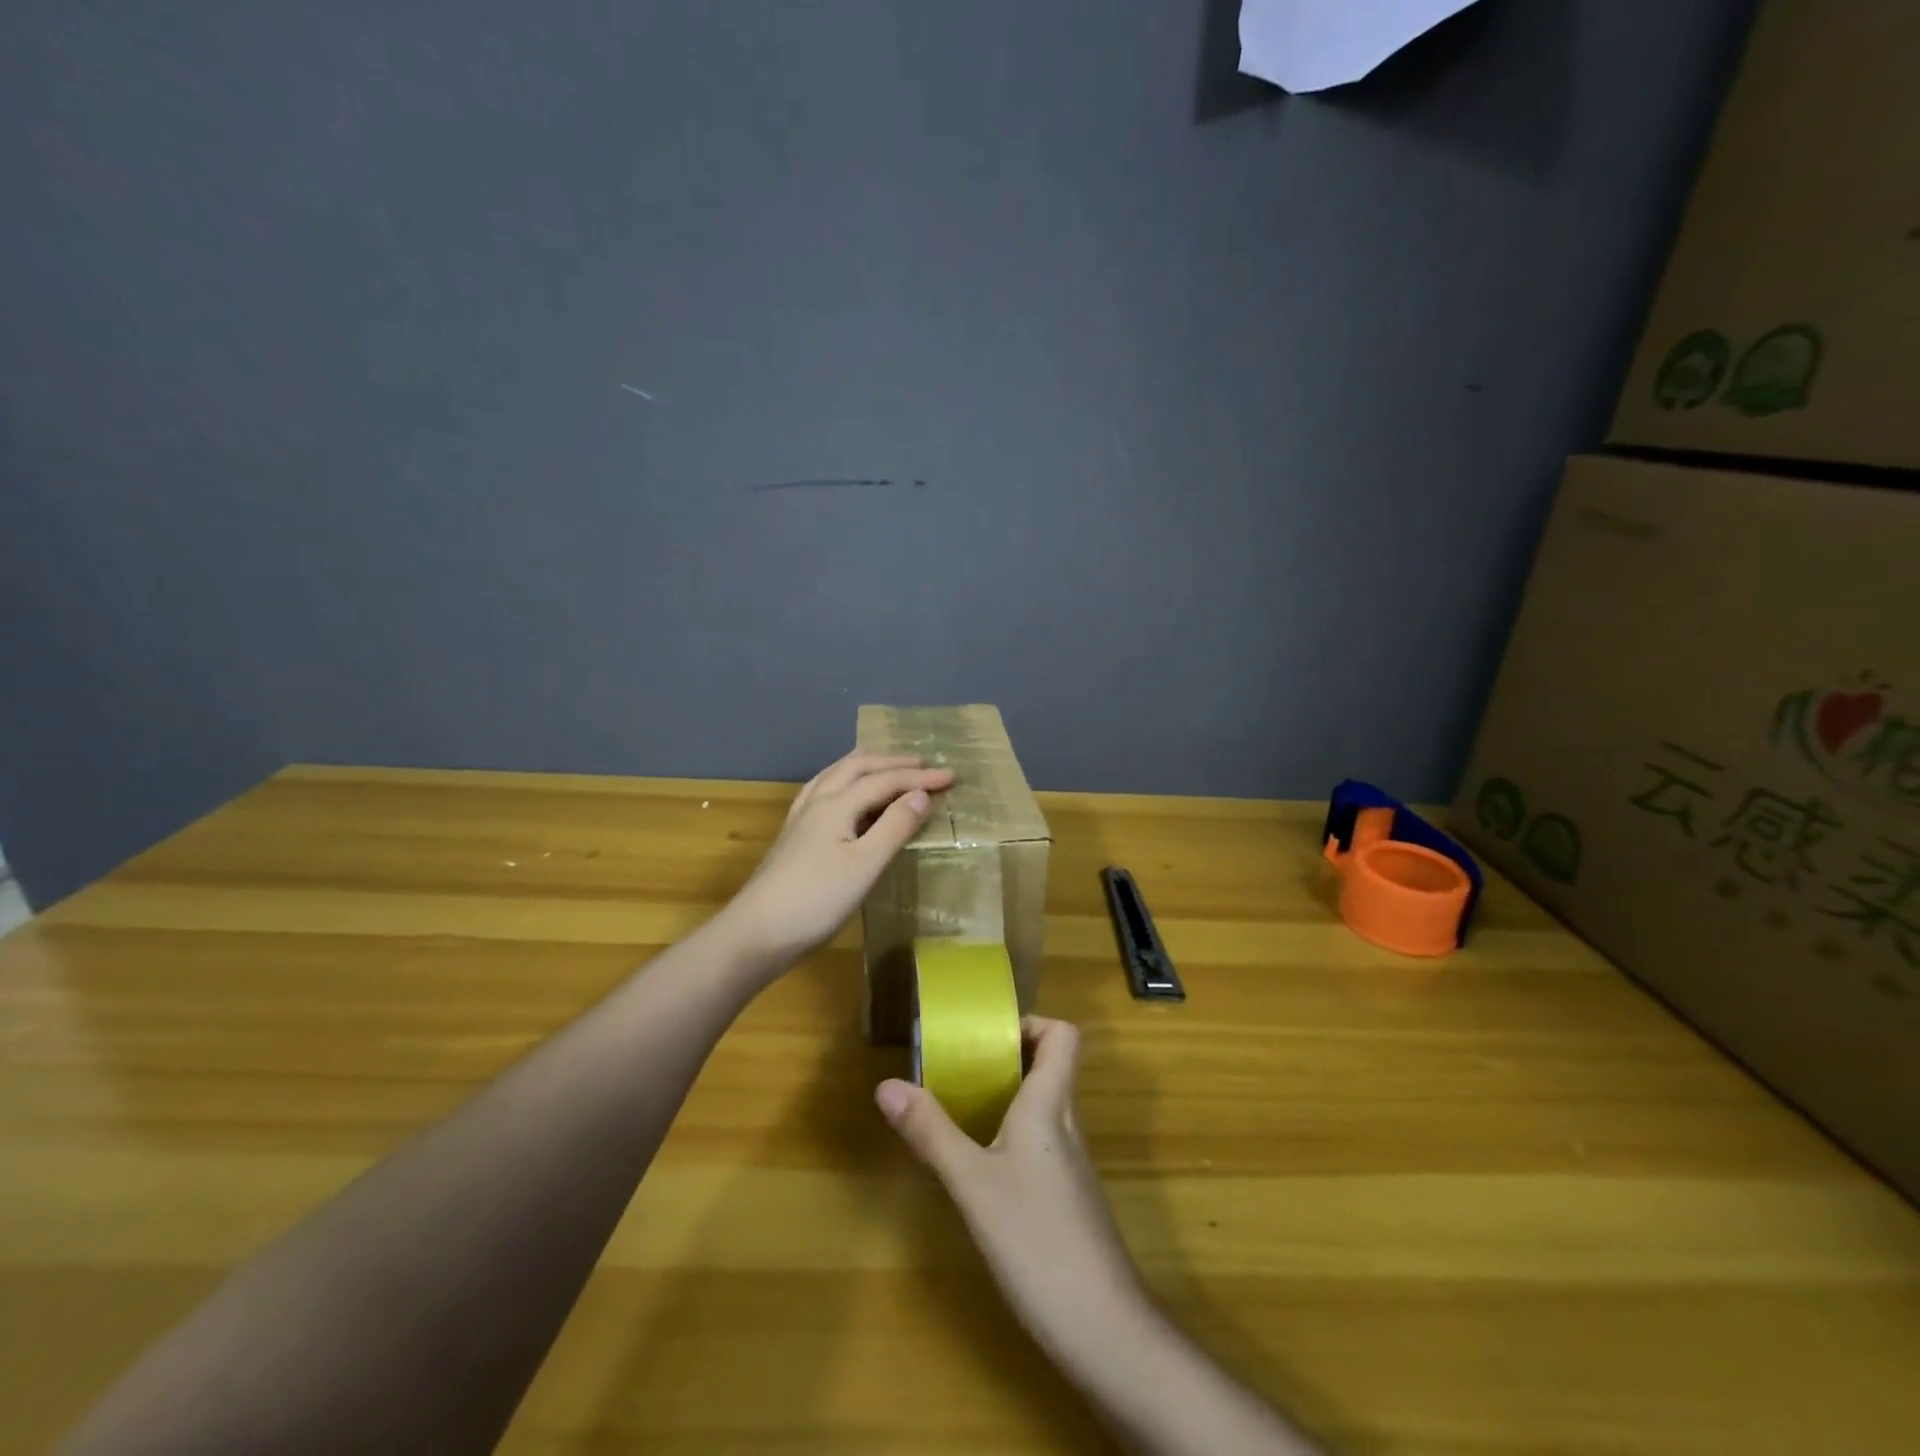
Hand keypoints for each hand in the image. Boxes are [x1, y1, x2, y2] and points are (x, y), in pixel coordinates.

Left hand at [724, 750, 953, 967]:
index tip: (951, 776)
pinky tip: (842, 794)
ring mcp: (801, 818)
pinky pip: (823, 790)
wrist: (757, 932)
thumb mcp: (865, 865)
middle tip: (924, 764)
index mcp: (836, 805)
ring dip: (866, 765)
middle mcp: (817, 802)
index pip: (885, 781)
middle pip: (857, 768)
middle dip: (893, 763)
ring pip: (835, 775)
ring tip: (885, 765)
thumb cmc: (816, 900)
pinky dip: (844, 781)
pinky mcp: (794, 835)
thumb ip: (894, 827)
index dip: (919, 777)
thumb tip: (920, 795)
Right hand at [875, 1017, 1142, 1356]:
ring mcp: (1070, 1164)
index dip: (1031, 1024)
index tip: (987, 1036)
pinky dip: (1009, 1137)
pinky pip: (1038, 1144)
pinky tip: (978, 1168)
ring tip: (957, 1110)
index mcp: (1050, 1106)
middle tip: (957, 1069)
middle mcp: (1065, 1125)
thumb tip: (886, 1084)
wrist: (1104, 1330)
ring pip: (1041, 1108)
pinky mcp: (1067, 1199)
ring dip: (1003, 1099)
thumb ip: (931, 1133)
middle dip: (1003, 1059)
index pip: (1063, 1036)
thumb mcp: (973, 1185)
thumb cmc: (1038, 1241)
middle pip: (1048, 1067)